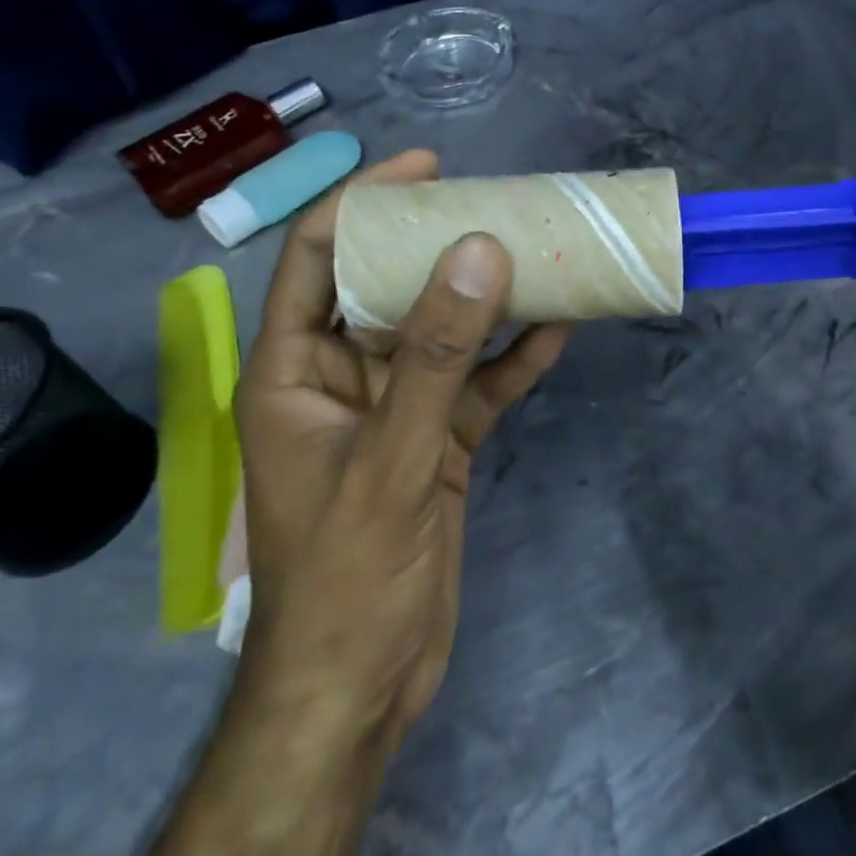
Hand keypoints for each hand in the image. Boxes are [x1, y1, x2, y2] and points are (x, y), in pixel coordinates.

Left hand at [231, 150, 569, 743]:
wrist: (362, 687)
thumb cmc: (347, 575)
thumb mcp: (391, 458)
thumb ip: (436, 356)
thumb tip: (477, 252)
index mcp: (294, 369)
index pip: (316, 256)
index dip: (363, 202)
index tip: (427, 168)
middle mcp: (342, 376)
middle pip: (389, 286)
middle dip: (440, 242)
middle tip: (499, 201)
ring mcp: (394, 408)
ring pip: (442, 331)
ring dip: (487, 296)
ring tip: (540, 249)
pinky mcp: (436, 440)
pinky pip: (477, 382)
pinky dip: (514, 357)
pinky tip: (561, 327)